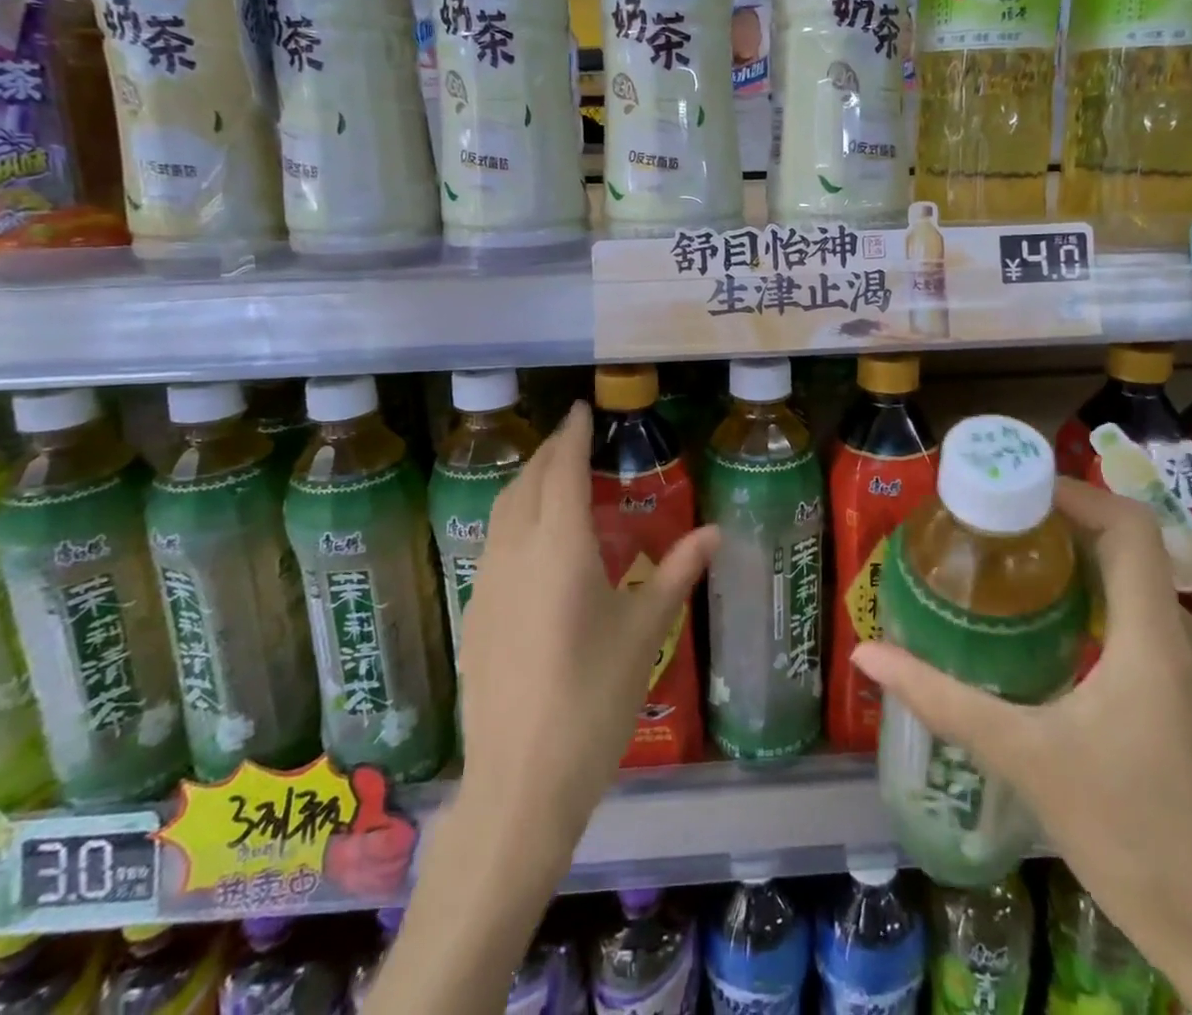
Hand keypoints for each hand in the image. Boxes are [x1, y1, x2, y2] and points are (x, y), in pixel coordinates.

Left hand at [457, 400, 718, 839]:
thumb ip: (678, 573)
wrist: (520, 784)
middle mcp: (517, 553)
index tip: (580, 408)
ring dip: (527, 483)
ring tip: (555, 479)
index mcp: (560, 549)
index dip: (571, 435)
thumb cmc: (594, 701)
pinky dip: (515, 518)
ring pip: (503, 511)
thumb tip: (716, 530)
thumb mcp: (644, 633)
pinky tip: (535, 542)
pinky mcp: (475, 613)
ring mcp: (488, 583)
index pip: (563, 471)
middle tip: (572, 438)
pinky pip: (494, 543)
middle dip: (549, 453)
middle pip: (527, 483)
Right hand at [853, 478, 1191, 1014]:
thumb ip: (942, 699)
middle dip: (1064, 524)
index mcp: (1155, 640)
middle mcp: (1189, 640)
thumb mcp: (1023, 758)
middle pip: (1130, 548)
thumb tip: (867, 653)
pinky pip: (1150, 621)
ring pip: (1141, 585)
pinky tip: (1059, 631)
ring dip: (1083, 563)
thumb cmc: (1128, 836)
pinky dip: (1104, 602)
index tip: (1016, 487)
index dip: (1075, 493)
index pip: (1128, 527)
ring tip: (1017, 568)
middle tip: (998, 523)